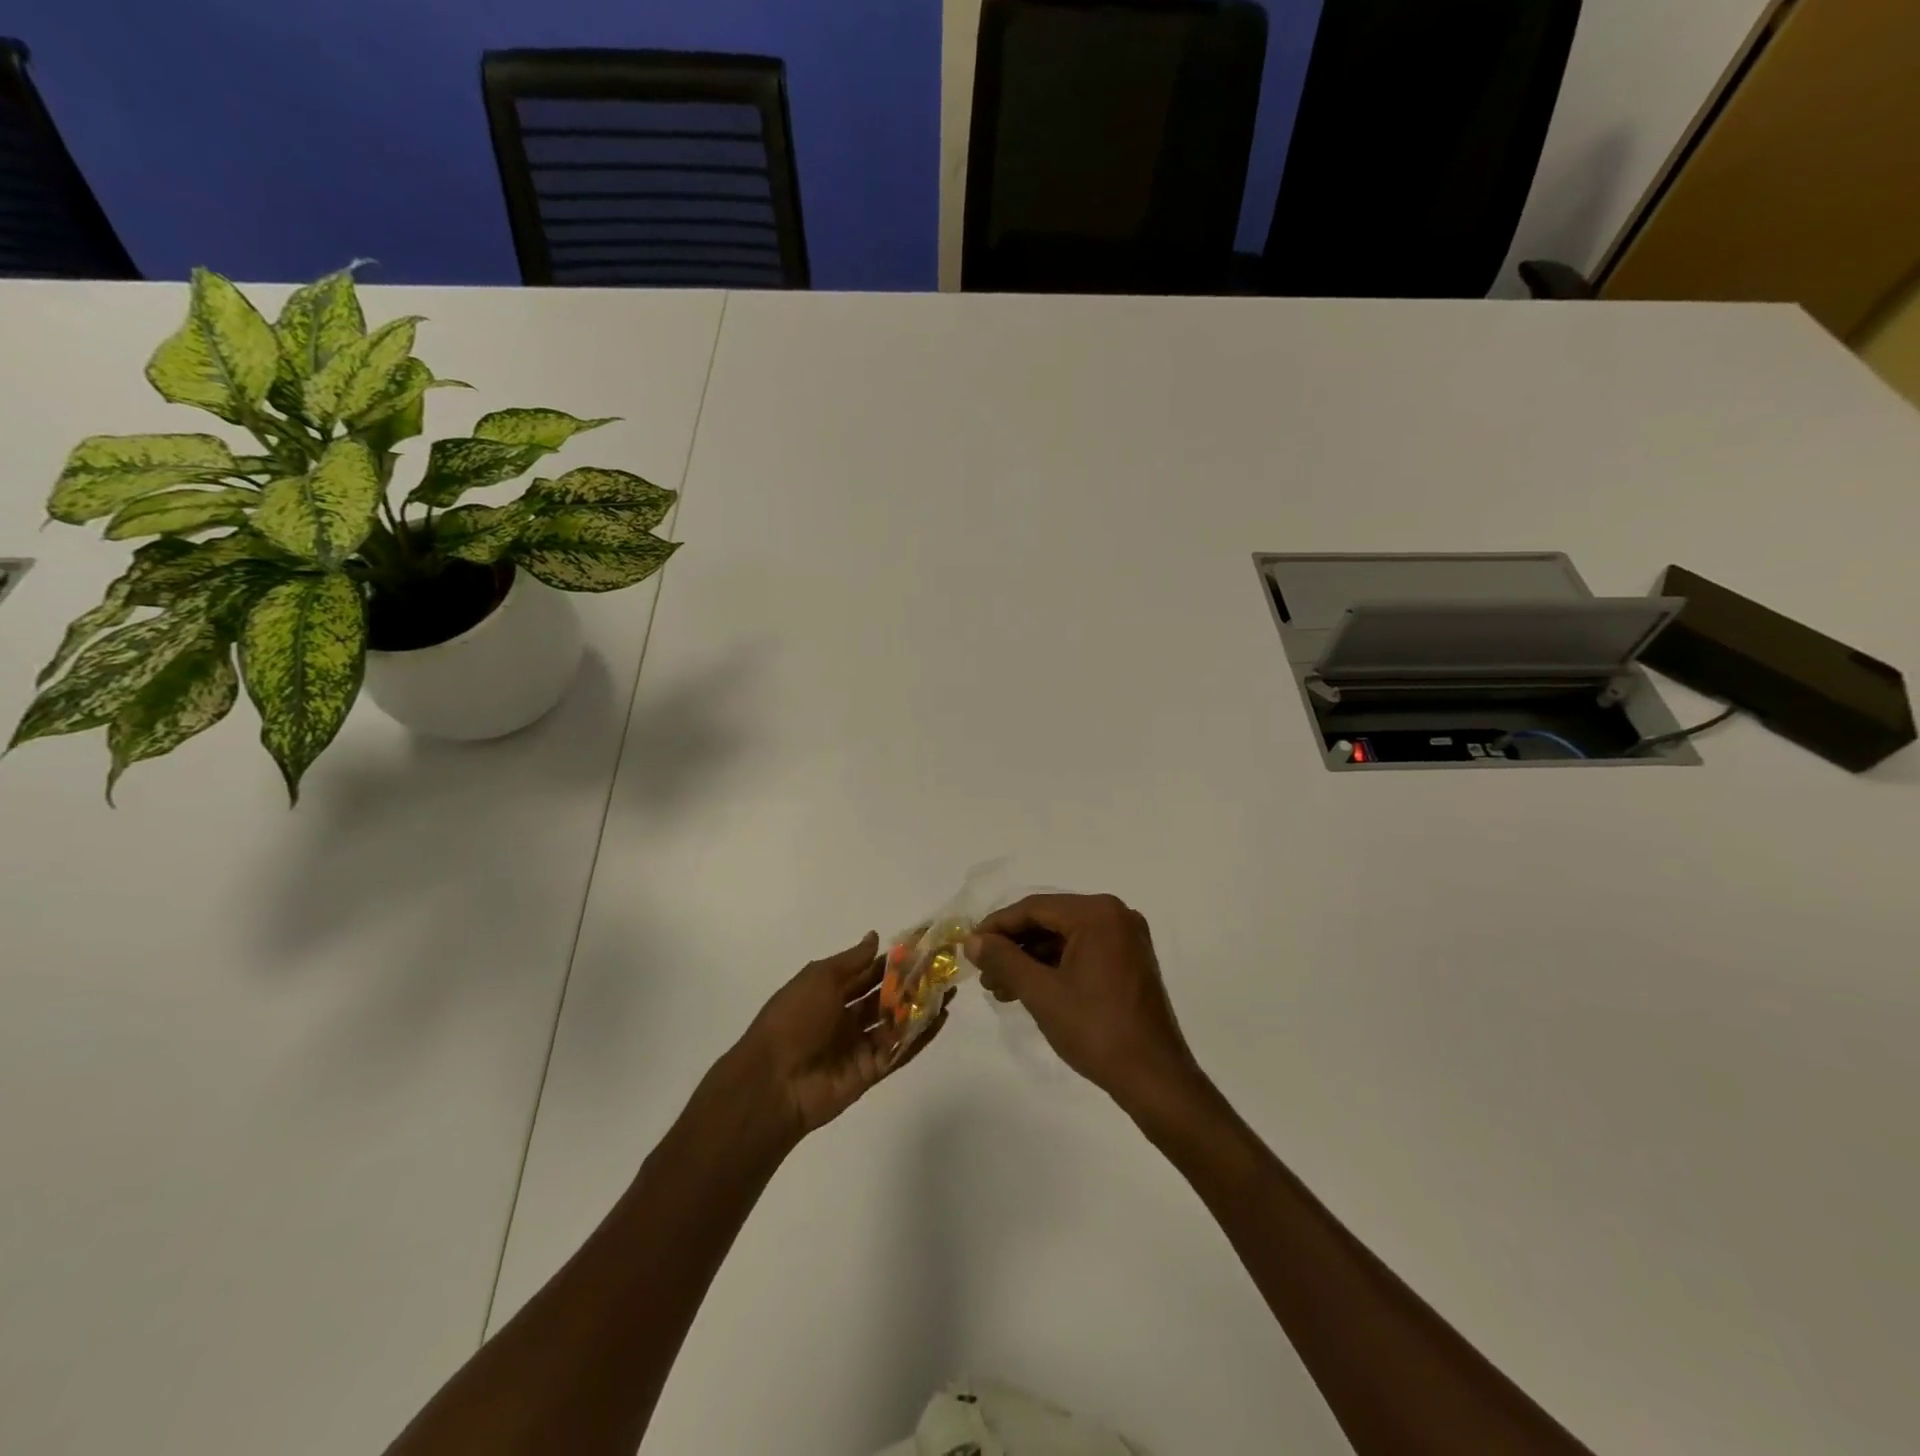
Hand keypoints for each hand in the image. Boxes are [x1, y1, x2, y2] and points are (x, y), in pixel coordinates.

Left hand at [732, 931, 947, 1141]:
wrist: (774, 1082)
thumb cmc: (793, 1019)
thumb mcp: (819, 979)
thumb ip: (852, 960)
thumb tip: (875, 937)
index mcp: (829, 993)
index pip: (868, 972)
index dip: (893, 960)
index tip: (922, 946)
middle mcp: (845, 1017)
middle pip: (885, 997)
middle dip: (912, 982)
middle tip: (944, 966)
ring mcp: (859, 1045)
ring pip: (896, 1022)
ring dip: (921, 1006)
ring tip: (951, 989)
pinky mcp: (871, 1070)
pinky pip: (899, 1050)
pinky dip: (920, 1036)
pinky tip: (941, 1018)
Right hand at [967, 894, 1203, 1113]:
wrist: (1154, 1078)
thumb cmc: (1096, 1030)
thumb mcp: (1042, 993)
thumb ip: (1004, 960)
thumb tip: (972, 940)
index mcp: (1098, 914)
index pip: (1034, 908)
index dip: (997, 926)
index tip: (969, 946)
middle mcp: (1115, 916)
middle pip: (1049, 920)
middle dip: (1013, 946)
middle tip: (983, 972)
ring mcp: (1126, 940)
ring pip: (1064, 939)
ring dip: (1030, 960)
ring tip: (1000, 988)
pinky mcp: (1129, 963)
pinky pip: (1082, 953)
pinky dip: (1054, 968)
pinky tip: (1028, 990)